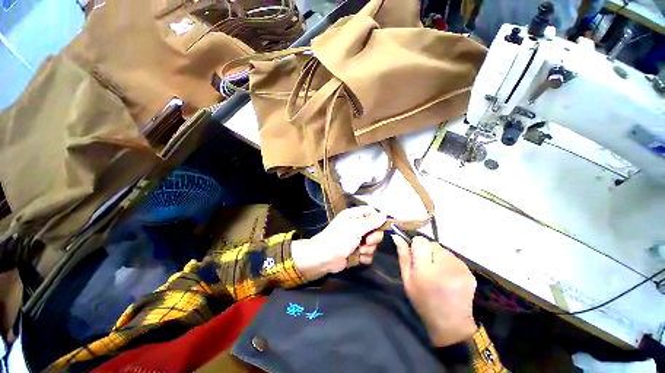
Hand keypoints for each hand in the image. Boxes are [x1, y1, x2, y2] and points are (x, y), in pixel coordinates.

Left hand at [291, 206, 385, 279]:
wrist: (323, 258)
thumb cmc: (338, 239)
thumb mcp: (356, 227)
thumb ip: (372, 221)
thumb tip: (385, 214)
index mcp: (355, 217)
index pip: (373, 213)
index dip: (378, 220)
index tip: (379, 227)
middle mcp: (357, 227)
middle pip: (376, 231)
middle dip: (374, 239)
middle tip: (366, 241)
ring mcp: (357, 242)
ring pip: (373, 245)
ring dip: (368, 249)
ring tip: (358, 251)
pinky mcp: (357, 254)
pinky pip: (369, 255)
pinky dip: (364, 258)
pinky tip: (357, 258)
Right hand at [393, 235, 476, 346]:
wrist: (450, 323)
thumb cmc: (424, 305)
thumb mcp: (409, 285)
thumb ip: (404, 260)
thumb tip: (398, 237)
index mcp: (426, 272)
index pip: (421, 242)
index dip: (417, 247)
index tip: (416, 258)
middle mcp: (445, 267)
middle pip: (434, 245)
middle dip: (429, 254)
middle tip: (428, 271)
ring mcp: (460, 269)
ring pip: (447, 252)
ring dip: (441, 259)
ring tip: (440, 277)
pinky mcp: (470, 272)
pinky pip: (457, 260)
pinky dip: (452, 266)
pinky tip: (450, 280)